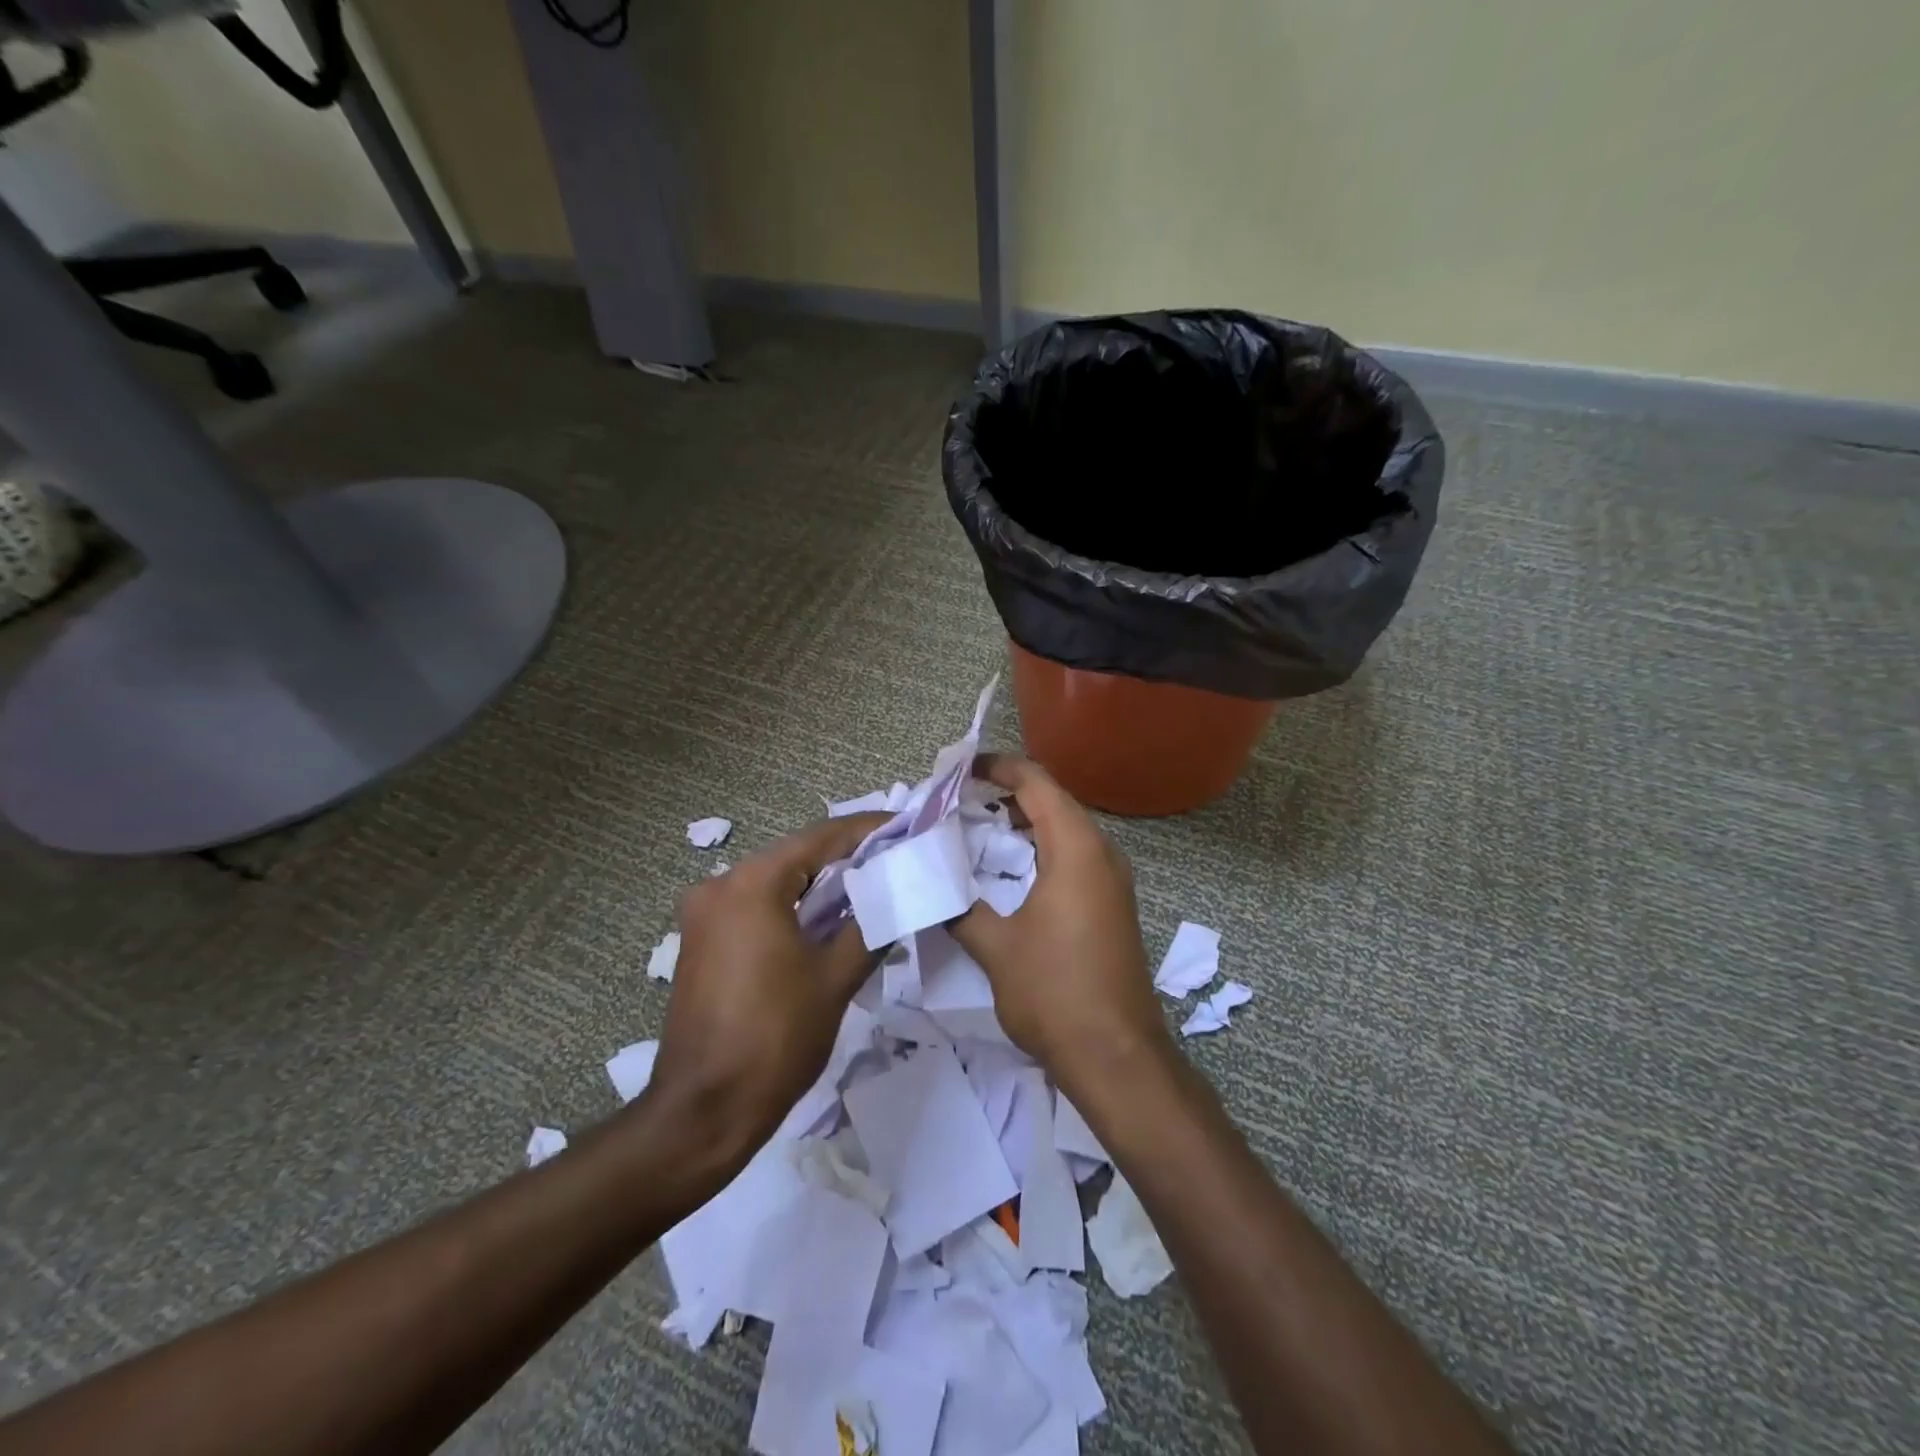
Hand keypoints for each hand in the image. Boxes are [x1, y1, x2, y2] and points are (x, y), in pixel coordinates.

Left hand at [646, 813, 888, 1163]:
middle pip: (796, 856)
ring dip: (820, 884)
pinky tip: (827, 920)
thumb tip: (898, 896)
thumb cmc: (775, 1039)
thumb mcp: (835, 978)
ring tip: (872, 888)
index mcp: (752, 883)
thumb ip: (871, 925)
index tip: (906, 826)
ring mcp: (704, 913)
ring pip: (776, 881)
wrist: (703, 1111)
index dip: (868, 830)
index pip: (822, 838)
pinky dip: (792, 906)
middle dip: (847, 857)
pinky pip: (756, 906)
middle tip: (895, 859)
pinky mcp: (701, 941)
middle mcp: (720, 885)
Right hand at [950, 754, 1171, 1096]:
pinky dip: (1040, 850)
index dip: (998, 768)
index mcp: (1076, 848)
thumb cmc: (1055, 992)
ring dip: (1024, 823)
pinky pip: (1074, 857)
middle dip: (1006, 794)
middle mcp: (1102, 853)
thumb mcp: (996, 947)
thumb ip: (960, 907)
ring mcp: (1112, 880)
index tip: (960, 770)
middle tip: (958, 801)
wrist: (1117, 1056)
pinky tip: (1010, 871)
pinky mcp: (1112, 905)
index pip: (1037, 783)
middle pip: (1053, 802)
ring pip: (1065, 830)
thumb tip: (932, 886)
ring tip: (977, 829)